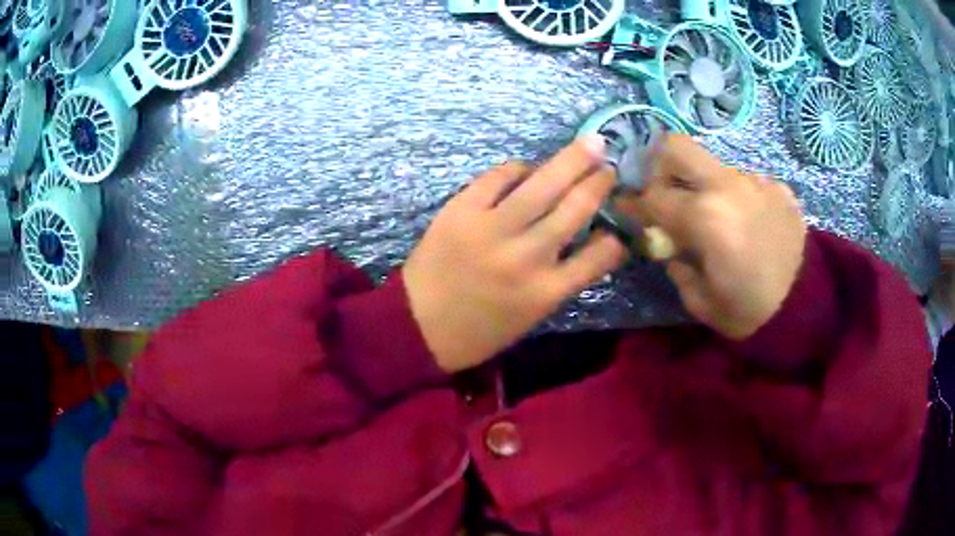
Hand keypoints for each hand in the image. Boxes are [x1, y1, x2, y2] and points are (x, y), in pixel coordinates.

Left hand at [403, 137, 627, 373]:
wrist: (417, 325)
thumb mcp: (530, 317)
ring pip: (543, 185)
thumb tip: (585, 239)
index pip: (599, 256)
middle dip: (599, 183)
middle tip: (610, 167)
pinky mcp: (462, 210)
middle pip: (576, 209)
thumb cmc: (478, 330)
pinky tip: (527, 168)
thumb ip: (560, 280)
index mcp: (546, 291)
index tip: (620, 226)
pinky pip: (498, 177)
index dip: (616, 238)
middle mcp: (527, 257)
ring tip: (592, 144)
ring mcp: (493, 229)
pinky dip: (518, 168)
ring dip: (572, 161)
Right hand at [617, 134, 806, 339]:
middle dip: (660, 167)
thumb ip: (675, 264)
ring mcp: (756, 182)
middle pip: (677, 147)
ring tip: (720, 221)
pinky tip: (751, 225)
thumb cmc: (748, 313)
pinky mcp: (778, 188)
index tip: (626, 208)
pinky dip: (739, 199)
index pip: (653, 197)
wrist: (806, 309)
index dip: (633, 204)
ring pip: (715, 167)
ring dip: (706, 188)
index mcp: (704, 218)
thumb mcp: (699, 301)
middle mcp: (728, 187)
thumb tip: (667, 244)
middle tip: (666, 194)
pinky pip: (746, 183)